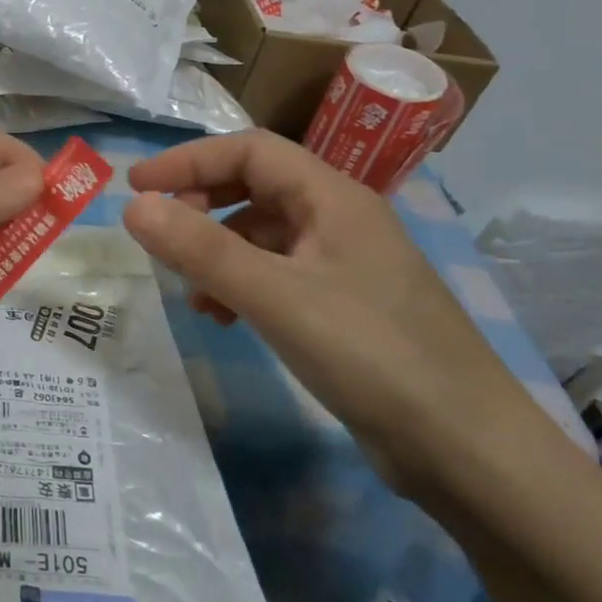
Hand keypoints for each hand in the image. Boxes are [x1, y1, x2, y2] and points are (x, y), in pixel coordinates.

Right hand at [121, 128, 537, 493]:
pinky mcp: (346, 307)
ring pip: (265, 235)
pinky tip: (224, 317)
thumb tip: (133, 206)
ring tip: (190, 289)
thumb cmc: (372, 355)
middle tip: (161, 234)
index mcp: (333, 198)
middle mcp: (340, 220)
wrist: (469, 451)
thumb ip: (201, 249)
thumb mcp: (276, 297)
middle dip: (201, 203)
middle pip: (257, 186)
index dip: (188, 161)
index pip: (250, 150)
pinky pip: (279, 275)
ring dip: (218, 250)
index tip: (137, 186)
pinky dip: (242, 285)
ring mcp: (346, 265)